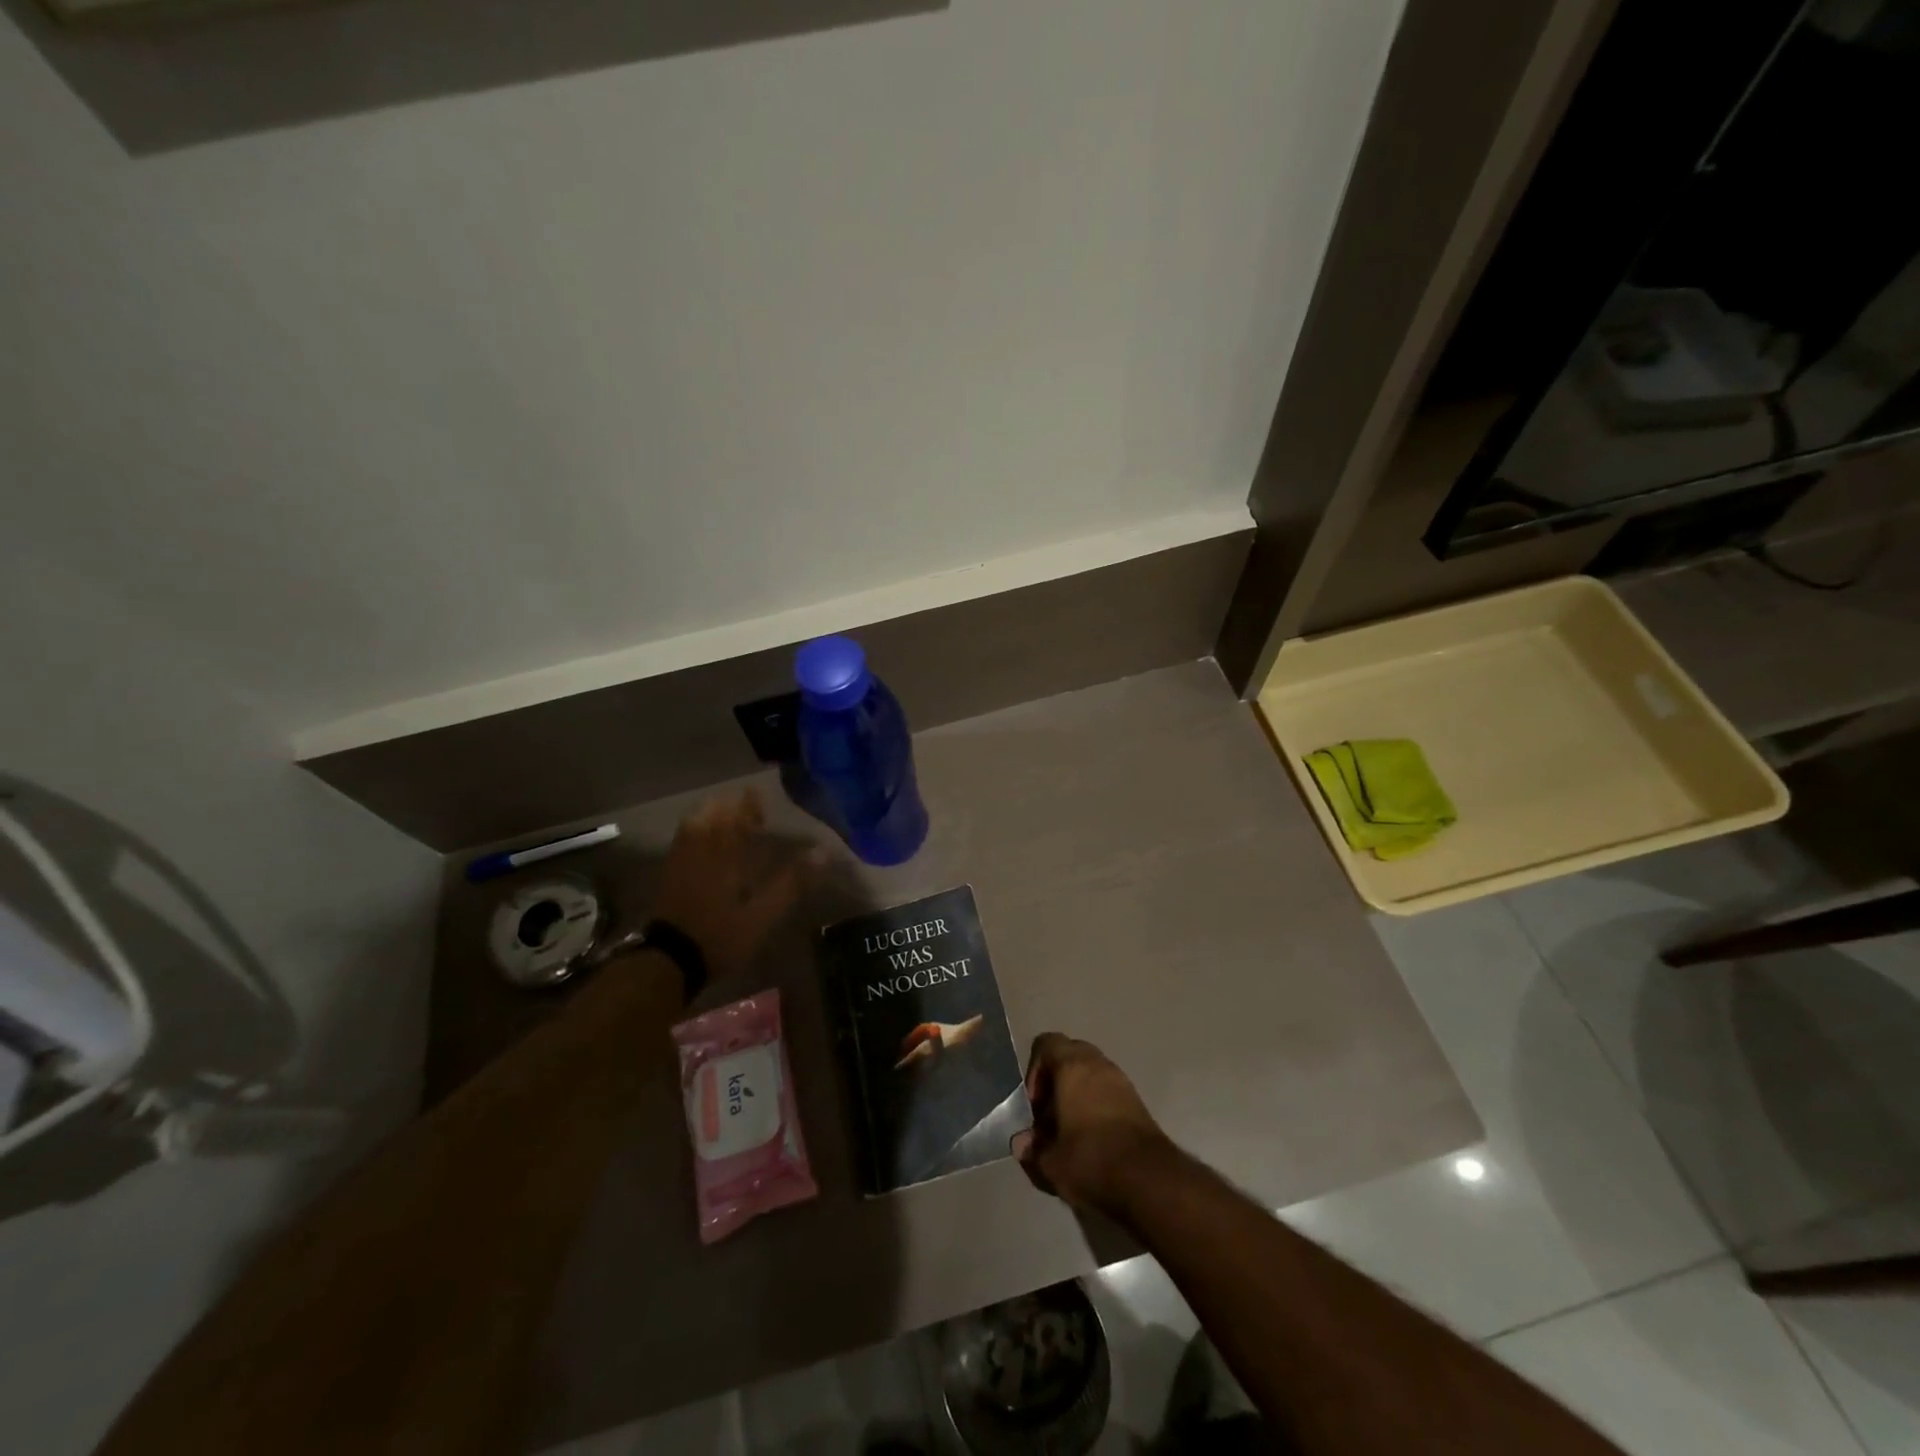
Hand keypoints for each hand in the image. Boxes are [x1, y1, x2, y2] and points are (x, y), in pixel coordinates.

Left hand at [651, 790, 823, 982]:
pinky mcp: (668, 875)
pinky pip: (682, 841)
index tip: (757, 793)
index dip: (748, 804)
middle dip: (728, 806)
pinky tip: (703, 843)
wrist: (669, 961)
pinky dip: (695, 832)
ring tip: (724, 819)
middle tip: (744, 808)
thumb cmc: (721, 935)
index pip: (737, 817)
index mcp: (725, 854)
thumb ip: (792, 882)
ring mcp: (680, 861)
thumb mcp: (763, 914)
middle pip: (711, 815)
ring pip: (693, 826)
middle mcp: (700, 849)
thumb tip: (823, 852)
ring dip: (709, 816)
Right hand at [1011, 1033, 1174, 1219]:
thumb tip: (1022, 1142)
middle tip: (1049, 1116)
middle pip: (1070, 1055)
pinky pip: (1108, 1089)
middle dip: (1055, 1081)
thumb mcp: (1050, 1163)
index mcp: (1072, 1066)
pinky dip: (1096, 1104)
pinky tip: (1093, 1139)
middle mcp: (1098, 1064)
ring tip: (1070, 1131)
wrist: (1149, 1181)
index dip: (1034, 1070)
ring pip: (1091, 1072)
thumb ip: (1032, 1149)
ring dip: (1077, 1093)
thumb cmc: (1091, 1161)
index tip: (1035, 1105)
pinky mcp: (1138, 1101)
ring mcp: (1121, 1080)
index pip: (1046, 1043)